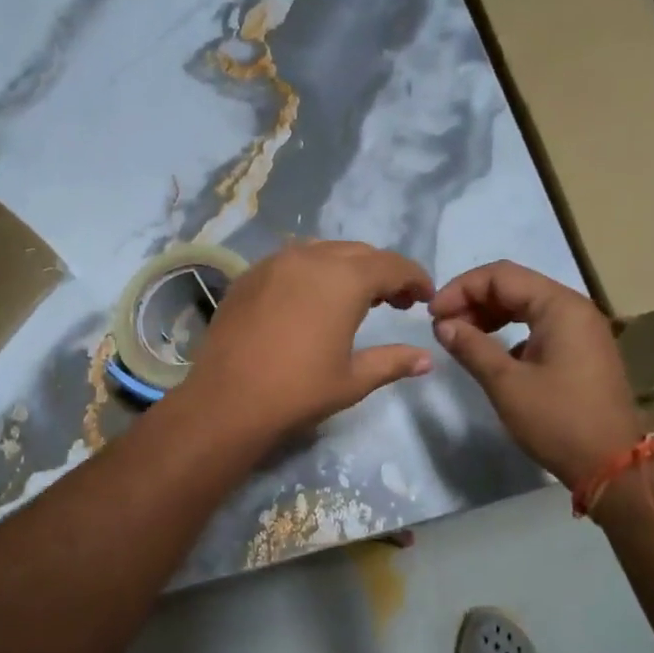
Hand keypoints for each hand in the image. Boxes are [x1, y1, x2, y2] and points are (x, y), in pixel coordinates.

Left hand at [182, 242, 435, 443]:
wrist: (227, 401)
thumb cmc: (298, 391)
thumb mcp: (353, 380)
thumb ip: (393, 362)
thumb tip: (426, 359)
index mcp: (344, 279)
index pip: (392, 265)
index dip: (414, 278)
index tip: (425, 296)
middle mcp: (311, 258)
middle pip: (359, 253)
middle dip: (383, 272)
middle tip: (396, 301)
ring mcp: (274, 263)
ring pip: (323, 251)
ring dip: (347, 268)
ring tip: (354, 298)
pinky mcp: (248, 276)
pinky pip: (291, 262)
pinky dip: (313, 273)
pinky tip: (311, 301)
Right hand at [430, 261, 645, 488]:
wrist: (612, 465)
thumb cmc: (558, 420)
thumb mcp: (506, 384)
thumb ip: (471, 347)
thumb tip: (443, 325)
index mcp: (560, 306)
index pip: (500, 276)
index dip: (461, 289)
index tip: (432, 315)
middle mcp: (574, 308)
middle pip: (514, 286)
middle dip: (473, 300)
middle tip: (443, 327)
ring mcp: (581, 329)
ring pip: (526, 305)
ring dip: (490, 315)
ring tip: (461, 337)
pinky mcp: (581, 350)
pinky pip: (538, 326)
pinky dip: (510, 331)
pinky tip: (491, 354)